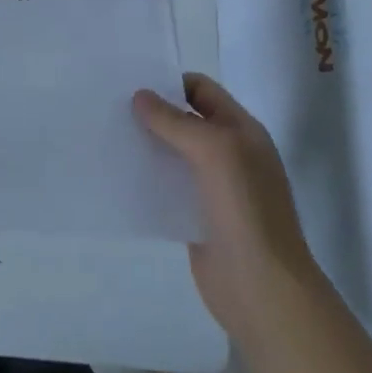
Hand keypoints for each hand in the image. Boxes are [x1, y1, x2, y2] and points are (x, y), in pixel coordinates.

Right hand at [135, 74, 318, 342]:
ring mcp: (214, 188)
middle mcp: (229, 154)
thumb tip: (139, 96)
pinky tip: (120, 175)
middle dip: (153, 113)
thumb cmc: (244, 209)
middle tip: (112, 107)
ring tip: (109, 136)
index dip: (171, 84)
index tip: (132, 85)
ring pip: (174, 154)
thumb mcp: (213, 150)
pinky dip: (147, 178)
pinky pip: (168, 187)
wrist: (262, 289)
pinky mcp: (196, 217)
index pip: (202, 90)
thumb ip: (175, 121)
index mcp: (242, 131)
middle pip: (186, 120)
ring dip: (147, 145)